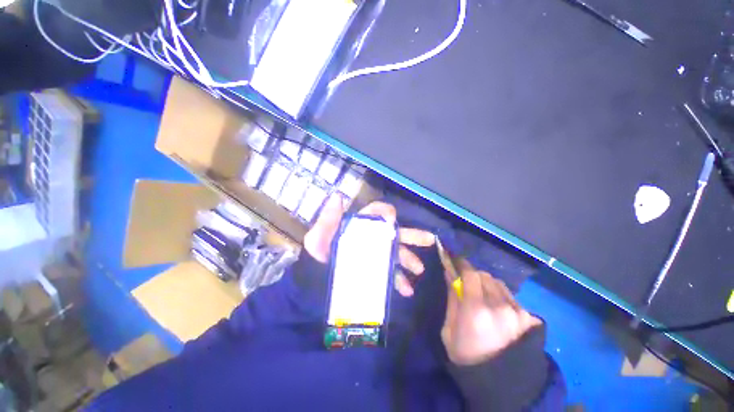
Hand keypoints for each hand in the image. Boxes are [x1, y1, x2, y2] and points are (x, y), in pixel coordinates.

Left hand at [303, 196, 435, 296]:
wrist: (312, 290)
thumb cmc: (314, 262)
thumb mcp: (317, 240)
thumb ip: (327, 220)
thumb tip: (337, 197)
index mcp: (356, 227)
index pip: (373, 213)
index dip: (385, 213)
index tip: (393, 221)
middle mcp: (367, 238)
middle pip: (391, 232)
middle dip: (410, 235)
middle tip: (428, 240)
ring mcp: (372, 256)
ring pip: (394, 252)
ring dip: (408, 259)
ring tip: (418, 269)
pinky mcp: (373, 272)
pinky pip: (390, 273)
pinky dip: (399, 279)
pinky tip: (406, 289)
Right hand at [441, 259, 541, 365]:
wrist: (498, 383)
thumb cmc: (465, 355)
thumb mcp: (449, 328)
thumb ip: (452, 298)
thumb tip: (449, 272)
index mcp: (476, 310)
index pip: (470, 274)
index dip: (461, 264)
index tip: (454, 260)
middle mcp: (499, 306)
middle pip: (484, 275)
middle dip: (472, 275)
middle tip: (465, 282)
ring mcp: (517, 312)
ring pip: (498, 283)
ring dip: (487, 283)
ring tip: (481, 295)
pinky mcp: (528, 318)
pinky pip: (509, 295)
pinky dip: (499, 294)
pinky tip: (495, 307)